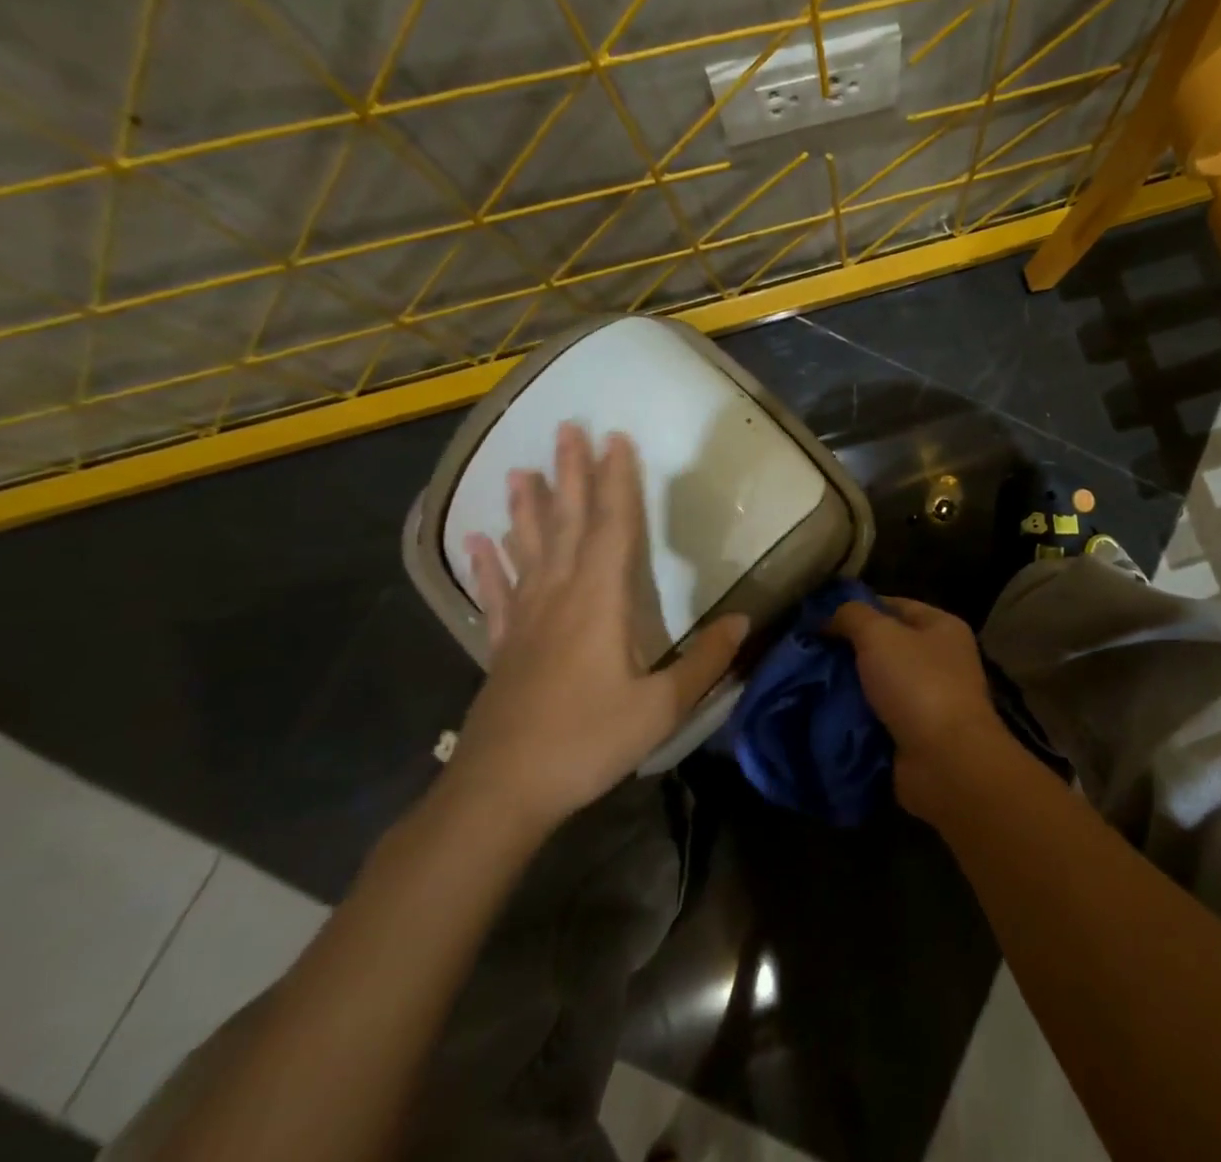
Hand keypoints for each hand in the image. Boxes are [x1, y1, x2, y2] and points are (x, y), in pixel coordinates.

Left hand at [450, 423, 747, 832]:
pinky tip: (477, 541)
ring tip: (520, 470)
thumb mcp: (659, 708)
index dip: (617, 481)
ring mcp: (525, 620)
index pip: (612, 527)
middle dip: (570, 475)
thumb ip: (703, 662)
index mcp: (599, 602)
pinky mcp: (502, 646)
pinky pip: (496, 594)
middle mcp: (559, 597)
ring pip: (528, 550)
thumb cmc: (585, 743)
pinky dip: (488, 565)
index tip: (615, 439)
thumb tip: (743, 621)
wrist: (500, 792)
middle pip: (566, 524)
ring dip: (526, 508)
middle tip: (566, 429)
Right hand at [827, 597, 1011, 820]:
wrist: (945, 762)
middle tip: (808, 653)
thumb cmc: (918, 684)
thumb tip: (830, 616)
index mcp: (942, 627)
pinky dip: (855, 720)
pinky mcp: (916, 736)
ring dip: (848, 688)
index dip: (859, 607)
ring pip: (878, 685)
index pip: (896, 605)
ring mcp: (930, 700)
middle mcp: (941, 660)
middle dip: (848, 651)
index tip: (820, 617)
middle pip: (886, 647)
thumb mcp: (879, 635)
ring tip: (807, 684)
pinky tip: (823, 715)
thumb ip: (853, 616)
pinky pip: (877, 719)